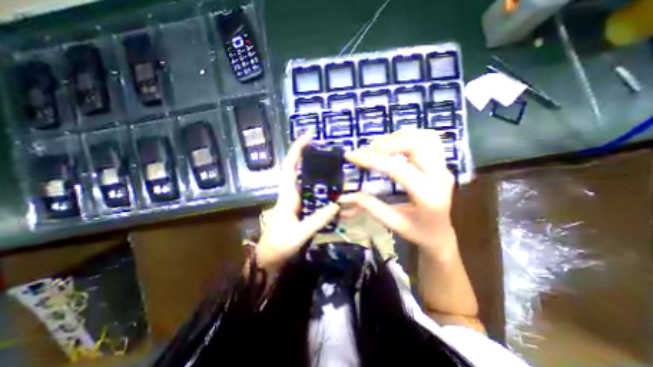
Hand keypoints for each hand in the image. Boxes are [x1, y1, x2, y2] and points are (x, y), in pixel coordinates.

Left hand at [254, 134, 338, 273]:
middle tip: (324, 149)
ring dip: (313, 169)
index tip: (309, 136)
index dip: (297, 150)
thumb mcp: (299, 234)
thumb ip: (317, 220)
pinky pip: (307, 191)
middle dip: (306, 155)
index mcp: (287, 196)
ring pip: (302, 179)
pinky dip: (317, 185)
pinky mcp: (297, 207)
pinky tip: (329, 187)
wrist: (268, 258)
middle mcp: (289, 193)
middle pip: (295, 168)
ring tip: (330, 165)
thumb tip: (336, 205)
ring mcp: (293, 200)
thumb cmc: (279, 246)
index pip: (289, 167)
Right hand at [340, 129, 455, 254]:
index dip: (371, 160)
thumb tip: (345, 196)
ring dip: (398, 137)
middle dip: (386, 143)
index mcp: (427, 195)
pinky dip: (409, 137)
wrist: (441, 234)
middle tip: (366, 150)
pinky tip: (395, 144)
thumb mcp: (392, 223)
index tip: (351, 155)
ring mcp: (444, 167)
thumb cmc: (418, 232)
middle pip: (415, 144)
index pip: (396, 168)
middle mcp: (440, 176)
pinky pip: (428, 140)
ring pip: (424, 137)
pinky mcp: (442, 164)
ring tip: (378, 146)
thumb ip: (370, 206)